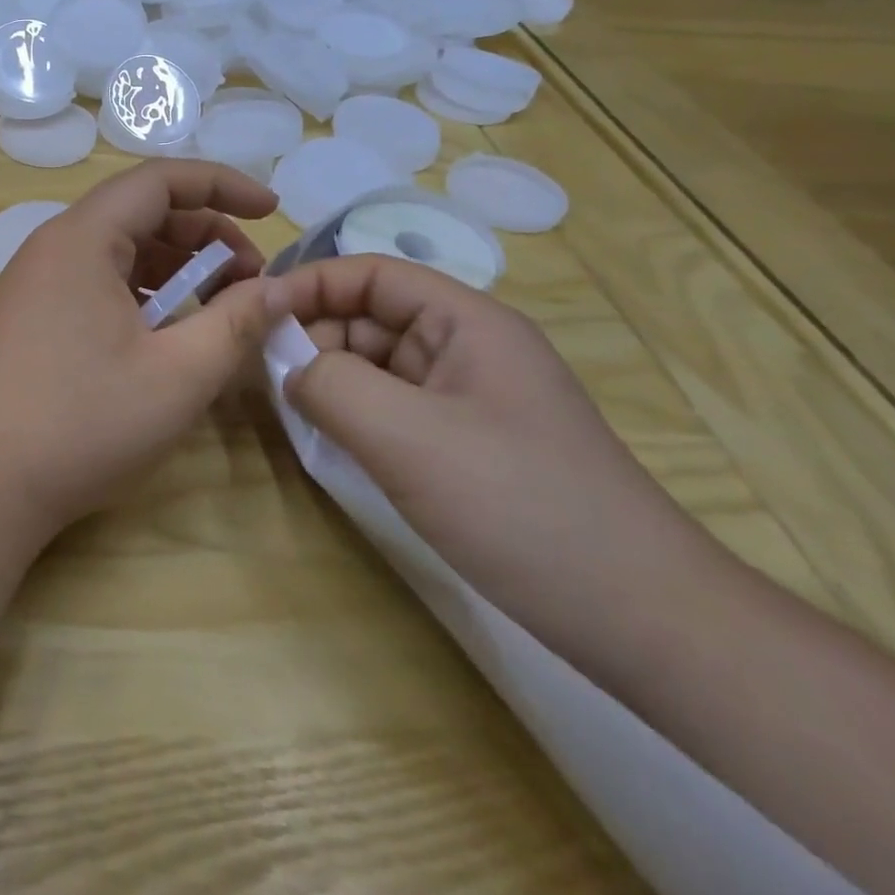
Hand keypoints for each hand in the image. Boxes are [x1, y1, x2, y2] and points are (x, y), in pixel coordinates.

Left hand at [0, 162, 291, 541]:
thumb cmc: (78, 422)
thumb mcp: (177, 375)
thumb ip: (235, 323)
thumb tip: (275, 290)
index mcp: (83, 238)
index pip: (160, 180)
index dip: (222, 184)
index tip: (272, 210)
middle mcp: (52, 248)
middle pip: (139, 214)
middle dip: (205, 235)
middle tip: (251, 280)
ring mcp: (34, 285)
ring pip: (118, 253)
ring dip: (175, 269)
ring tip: (218, 309)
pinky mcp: (27, 320)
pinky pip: (95, 285)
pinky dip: (141, 296)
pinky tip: (165, 335)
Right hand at [275, 254, 735, 676]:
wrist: (643, 621)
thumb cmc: (520, 506)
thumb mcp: (407, 437)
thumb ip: (330, 385)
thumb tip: (286, 365)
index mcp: (466, 321)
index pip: (371, 273)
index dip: (308, 283)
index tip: (251, 312)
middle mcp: (466, 348)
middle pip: (369, 317)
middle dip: (312, 334)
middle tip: (256, 371)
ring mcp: (467, 399)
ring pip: (376, 365)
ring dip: (328, 377)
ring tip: (283, 406)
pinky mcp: (464, 445)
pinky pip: (391, 408)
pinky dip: (352, 414)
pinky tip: (325, 438)